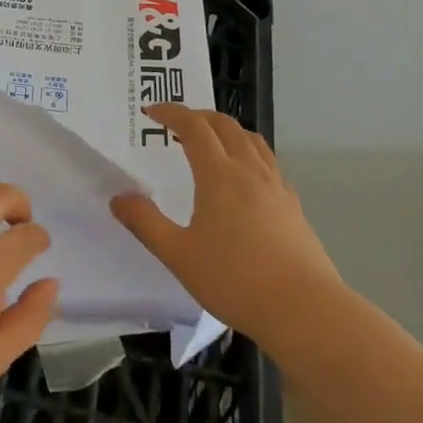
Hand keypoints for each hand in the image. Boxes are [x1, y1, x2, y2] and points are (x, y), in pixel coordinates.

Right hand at [111, 105, 338, 352]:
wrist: (304, 310)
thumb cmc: (235, 280)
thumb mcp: (179, 255)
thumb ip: (146, 223)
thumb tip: (119, 198)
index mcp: (219, 175)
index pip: (194, 126)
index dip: (171, 113)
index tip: (151, 112)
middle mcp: (249, 170)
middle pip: (225, 125)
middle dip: (198, 116)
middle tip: (177, 123)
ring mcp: (276, 186)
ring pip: (251, 139)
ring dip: (226, 129)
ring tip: (210, 141)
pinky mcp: (293, 204)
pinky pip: (267, 161)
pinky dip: (248, 151)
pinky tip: (244, 176)